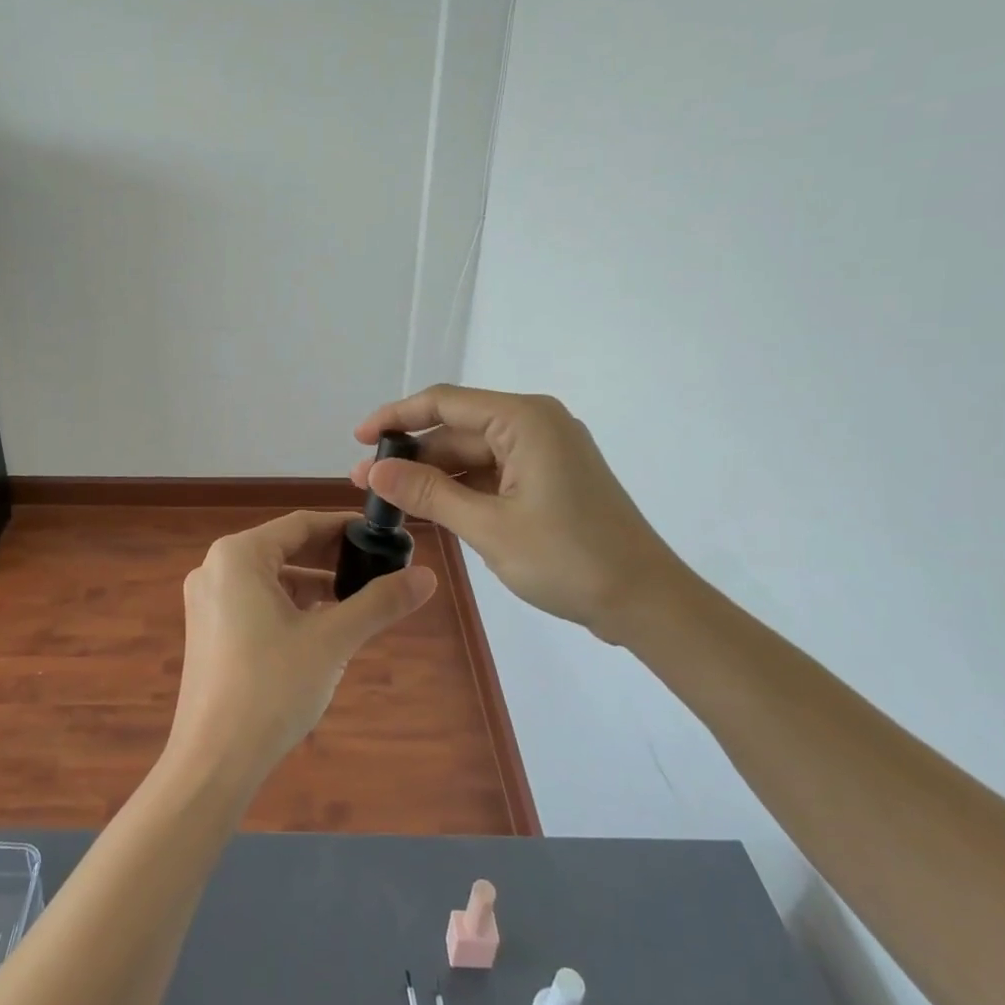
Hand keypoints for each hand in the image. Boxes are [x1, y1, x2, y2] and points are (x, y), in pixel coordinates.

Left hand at [170, 511, 436, 786]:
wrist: (214, 761)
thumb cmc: (271, 688)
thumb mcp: (332, 640)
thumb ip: (379, 603)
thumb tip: (428, 576)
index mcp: (238, 556)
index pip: (301, 524)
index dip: (344, 528)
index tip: (382, 537)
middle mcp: (215, 568)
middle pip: (284, 548)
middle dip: (332, 558)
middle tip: (376, 569)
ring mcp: (207, 601)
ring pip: (271, 578)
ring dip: (313, 585)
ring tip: (357, 600)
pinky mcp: (208, 631)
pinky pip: (256, 602)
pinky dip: (290, 607)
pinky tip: (322, 628)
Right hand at [353, 385, 691, 639]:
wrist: (646, 602)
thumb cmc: (569, 559)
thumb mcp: (488, 527)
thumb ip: (428, 493)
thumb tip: (374, 469)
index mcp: (524, 420)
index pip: (444, 402)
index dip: (396, 417)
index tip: (359, 439)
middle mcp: (535, 424)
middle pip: (457, 429)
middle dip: (412, 455)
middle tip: (366, 484)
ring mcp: (545, 452)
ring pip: (473, 454)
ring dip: (435, 476)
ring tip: (392, 501)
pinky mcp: (550, 479)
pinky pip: (493, 473)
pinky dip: (462, 490)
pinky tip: (432, 510)